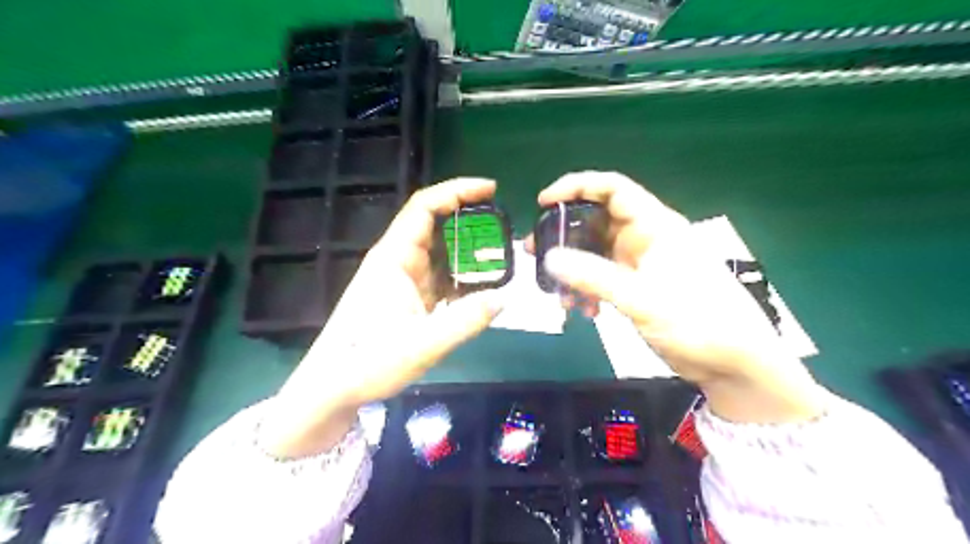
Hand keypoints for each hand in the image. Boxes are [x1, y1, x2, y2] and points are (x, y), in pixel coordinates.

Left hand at [262, 179, 503, 458]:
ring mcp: (402, 280)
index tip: (490, 189)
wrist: (333, 389)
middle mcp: (397, 261)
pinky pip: (439, 277)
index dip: (457, 191)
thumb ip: (465, 321)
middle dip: (469, 221)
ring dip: (467, 252)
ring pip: (440, 253)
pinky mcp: (407, 299)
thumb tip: (503, 298)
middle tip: (504, 229)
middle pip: (435, 226)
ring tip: (500, 258)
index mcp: (393, 258)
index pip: (424, 207)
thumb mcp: (422, 345)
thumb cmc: (368, 362)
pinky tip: (481, 288)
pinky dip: (461, 277)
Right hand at [530, 172, 825, 422]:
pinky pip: (602, 278)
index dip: (576, 186)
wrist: (733, 363)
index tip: (543, 202)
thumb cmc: (697, 321)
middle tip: (535, 251)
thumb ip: (593, 276)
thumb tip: (548, 257)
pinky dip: (588, 289)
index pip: (612, 189)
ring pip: (596, 252)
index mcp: (654, 226)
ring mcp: (641, 263)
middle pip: (597, 220)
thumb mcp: (641, 298)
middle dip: (564, 233)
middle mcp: (645, 238)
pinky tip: (583, 311)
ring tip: (557, 293)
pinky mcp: (638, 287)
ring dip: (574, 268)